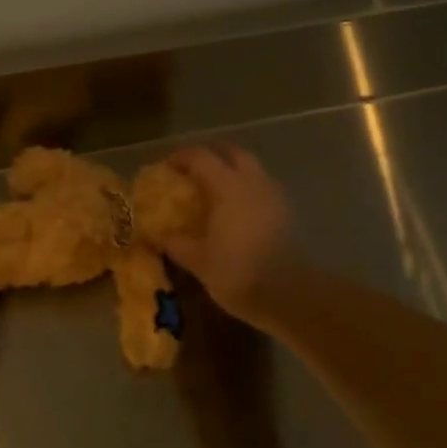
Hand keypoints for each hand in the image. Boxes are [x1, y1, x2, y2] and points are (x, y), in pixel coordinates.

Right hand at [161, 144, 296, 320]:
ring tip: (214, 188)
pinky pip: (261, 186)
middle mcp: (252, 181)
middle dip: (210, 154)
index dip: (180, 157)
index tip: (165, 167)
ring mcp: (273, 194)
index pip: (200, 157)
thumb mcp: (198, 261)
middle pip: (231, 152)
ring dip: (230, 169)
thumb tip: (156, 234)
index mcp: (227, 186)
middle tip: (192, 169)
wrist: (290, 295)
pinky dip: (245, 187)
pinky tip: (235, 209)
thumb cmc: (238, 273)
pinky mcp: (286, 211)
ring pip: (250, 167)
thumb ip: (176, 243)